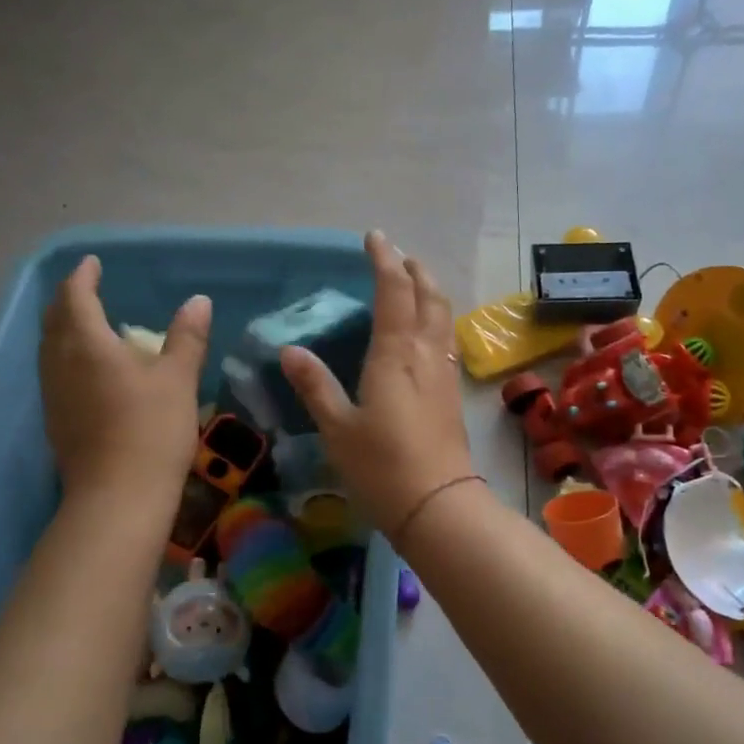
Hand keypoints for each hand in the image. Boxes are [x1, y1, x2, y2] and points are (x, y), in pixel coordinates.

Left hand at [39, 256, 210, 495]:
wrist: (118, 497)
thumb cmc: (151, 430)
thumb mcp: (178, 379)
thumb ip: (186, 337)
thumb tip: (197, 301)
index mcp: (86, 344)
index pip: (75, 297)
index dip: (83, 277)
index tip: (93, 264)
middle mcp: (60, 363)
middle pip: (54, 320)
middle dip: (68, 300)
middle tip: (87, 290)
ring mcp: (53, 394)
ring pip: (50, 348)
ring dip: (64, 328)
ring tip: (87, 325)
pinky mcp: (55, 421)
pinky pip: (54, 373)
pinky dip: (67, 356)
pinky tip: (88, 370)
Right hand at [280, 231, 474, 532]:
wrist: (438, 505)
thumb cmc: (381, 466)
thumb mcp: (337, 428)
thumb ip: (315, 386)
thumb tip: (291, 351)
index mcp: (395, 354)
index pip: (394, 291)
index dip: (385, 261)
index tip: (374, 238)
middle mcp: (425, 355)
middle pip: (430, 297)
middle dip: (416, 270)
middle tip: (399, 256)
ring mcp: (444, 374)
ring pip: (443, 318)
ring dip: (431, 293)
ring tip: (415, 285)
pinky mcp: (453, 395)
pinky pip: (446, 342)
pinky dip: (436, 322)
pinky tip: (426, 335)